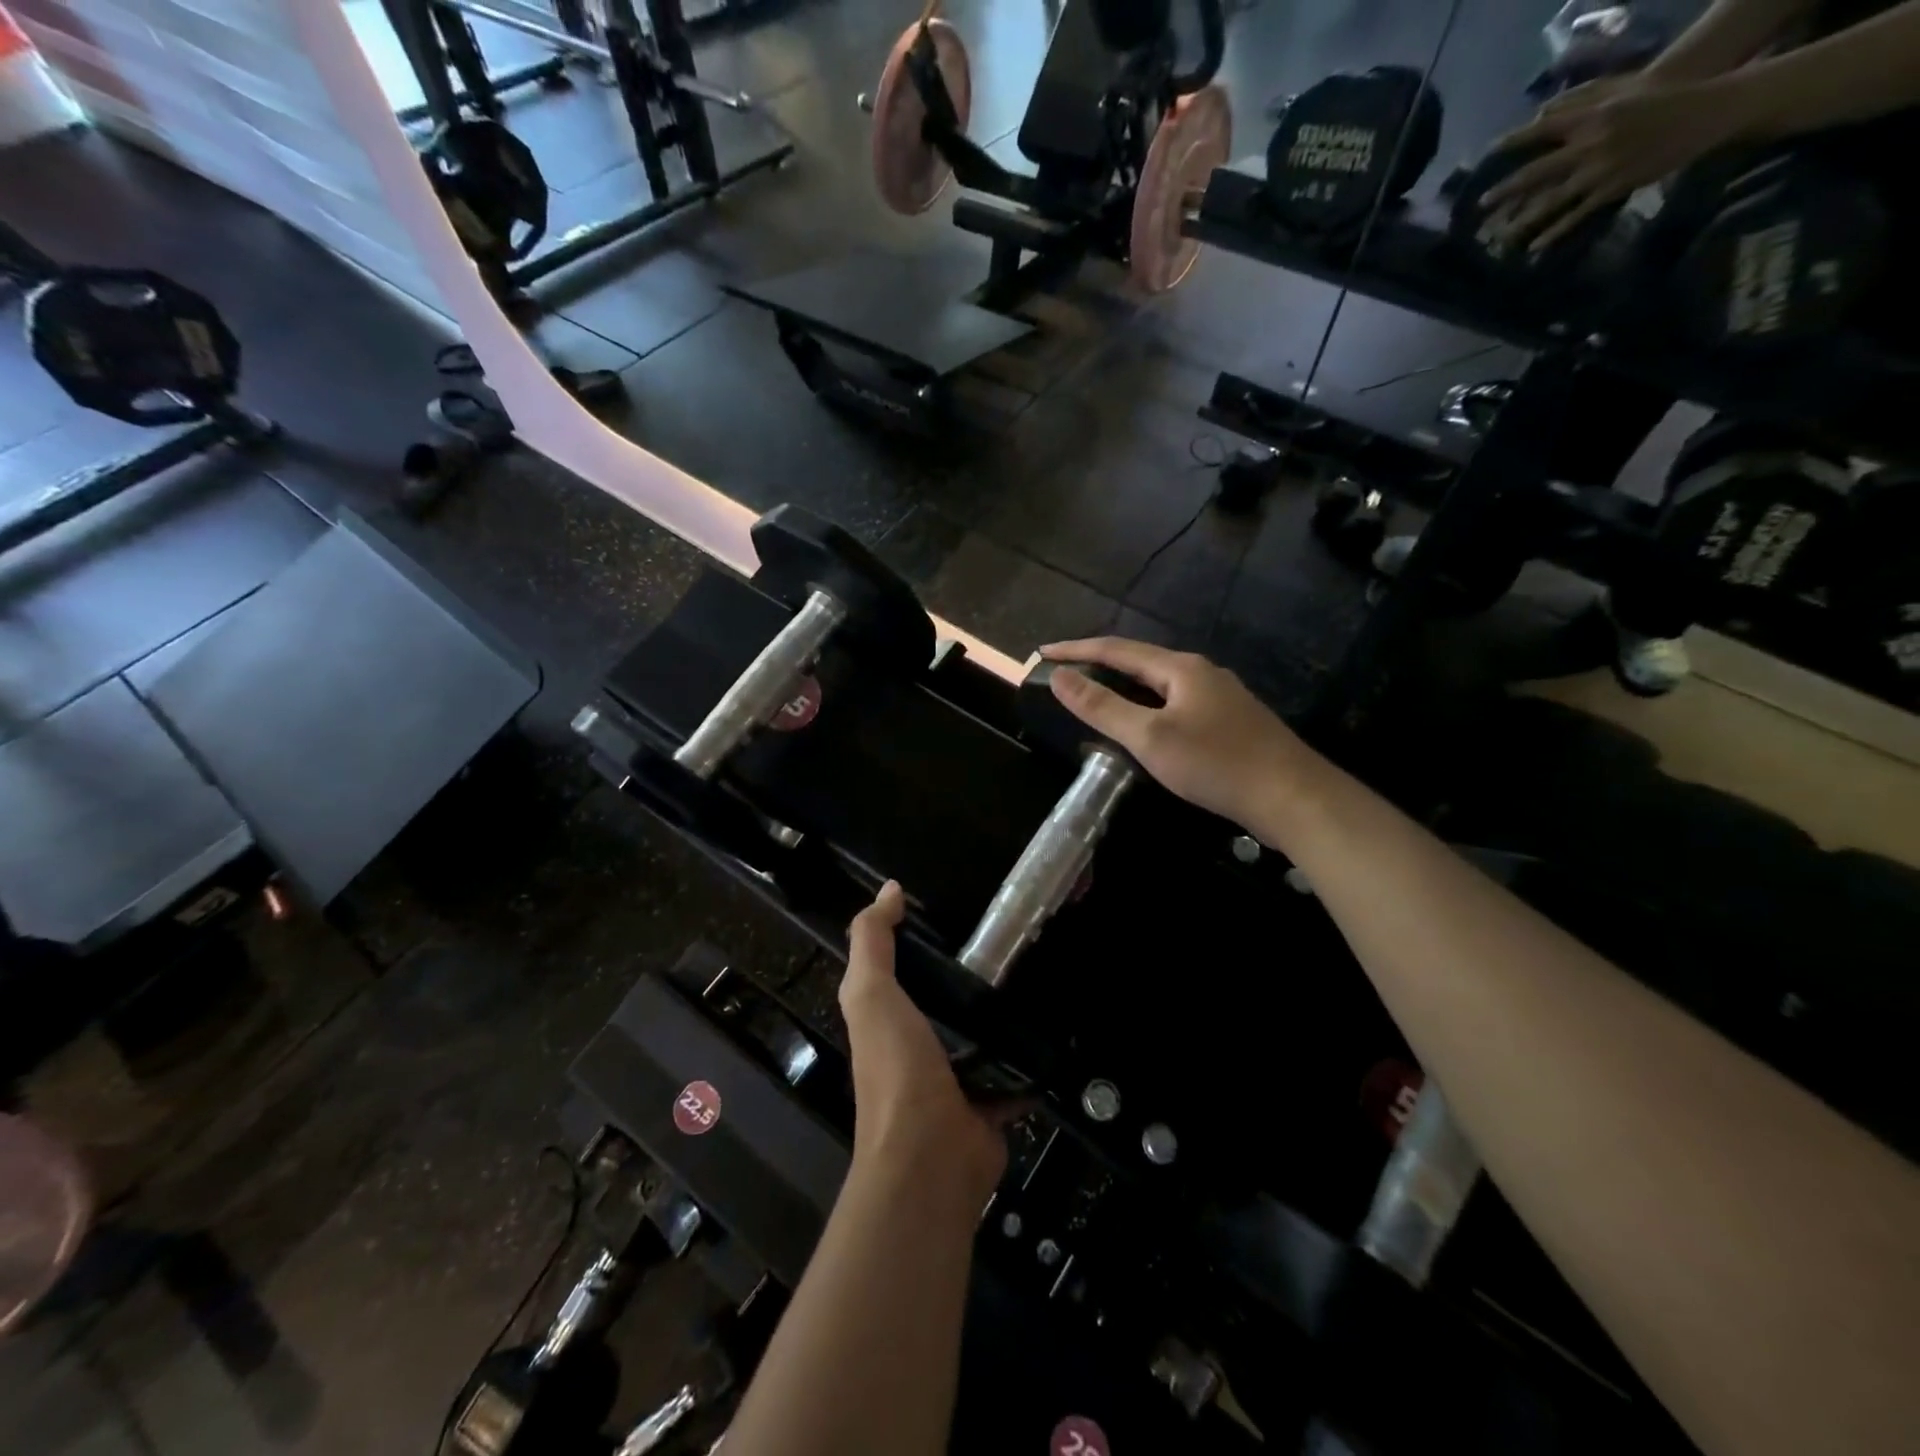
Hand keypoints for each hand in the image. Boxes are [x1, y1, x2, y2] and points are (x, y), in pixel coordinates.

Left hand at [839, 882, 1010, 1197]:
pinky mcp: (991, 1101)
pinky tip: (1056, 1020)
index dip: (921, 938)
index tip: (959, 908)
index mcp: (887, 1018)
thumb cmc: (897, 1067)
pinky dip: (1030, 1050)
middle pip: (946, 997)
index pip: (902, 968)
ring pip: (982, 1030)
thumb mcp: (871, 993)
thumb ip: (872, 941)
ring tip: (1039, 968)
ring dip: (1004, 1009)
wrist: (931, 1157)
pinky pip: (1014, 1066)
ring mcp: (956, 1077)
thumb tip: (890, 889)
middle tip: (1013, 936)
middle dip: (973, 971)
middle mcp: (918, 1045)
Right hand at [1038, 637, 1313, 828]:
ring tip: (1095, 698)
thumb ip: (1102, 706)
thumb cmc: (1216, 763)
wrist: (1293, 798)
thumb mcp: (1150, 737)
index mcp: (1180, 668)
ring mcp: (1219, 697)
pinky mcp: (1230, 722)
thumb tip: (1061, 676)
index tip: (1042, 653)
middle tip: (1065, 676)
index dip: (1077, 650)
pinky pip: (1175, 704)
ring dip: (1123, 687)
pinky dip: (1146, 707)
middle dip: (1099, 665)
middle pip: (1139, 661)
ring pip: (1159, 684)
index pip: (1117, 649)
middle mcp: (1201, 673)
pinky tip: (1143, 726)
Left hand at [1481, 79, 1735, 251]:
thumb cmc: (1657, 97)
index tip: (1488, 153)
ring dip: (1524, 221)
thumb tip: (1540, 114)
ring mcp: (1602, 168)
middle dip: (1506, 190)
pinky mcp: (1614, 186)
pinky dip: (1555, 232)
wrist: (1704, 108)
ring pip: (1552, 200)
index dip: (1514, 142)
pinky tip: (1535, 246)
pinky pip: (1577, 214)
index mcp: (1592, 117)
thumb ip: (1578, 100)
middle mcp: (1591, 144)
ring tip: (1500, 237)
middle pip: (1538, 172)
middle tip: (1481, 205)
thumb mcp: (1619, 89)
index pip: (1543, 131)